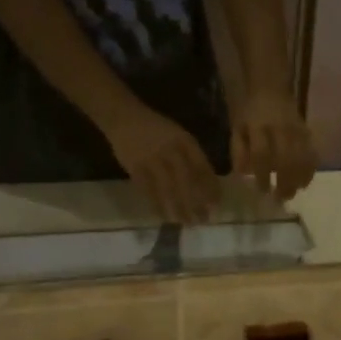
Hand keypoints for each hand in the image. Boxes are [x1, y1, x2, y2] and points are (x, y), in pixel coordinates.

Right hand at [105, 105, 220, 224]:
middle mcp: (170, 150)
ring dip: (178, 208)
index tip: (217, 205)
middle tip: (204, 220)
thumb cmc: (156, 129)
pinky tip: (164, 217)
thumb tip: (208, 184)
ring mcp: (151, 159)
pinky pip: (148, 190)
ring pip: (168, 188)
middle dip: (196, 202)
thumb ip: (192, 156)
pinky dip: (156, 205)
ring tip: (187, 222)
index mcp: (185, 141)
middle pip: (187, 181)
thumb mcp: (179, 135)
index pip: (202, 167)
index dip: (210, 187)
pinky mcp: (134, 167)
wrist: (124, 117)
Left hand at [230, 89, 316, 200]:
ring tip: (293, 193)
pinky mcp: (307, 132)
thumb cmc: (250, 112)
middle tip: (280, 199)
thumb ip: (238, 150)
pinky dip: (310, 171)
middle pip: (286, 159)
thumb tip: (243, 174)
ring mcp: (296, 130)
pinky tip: (305, 183)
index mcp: (259, 127)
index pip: (262, 154)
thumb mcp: (237, 127)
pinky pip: (312, 154)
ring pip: (302, 158)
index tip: (262, 191)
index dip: (263, 174)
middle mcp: (280, 129)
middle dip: (284, 182)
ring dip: (298, 179)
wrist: (271, 88)